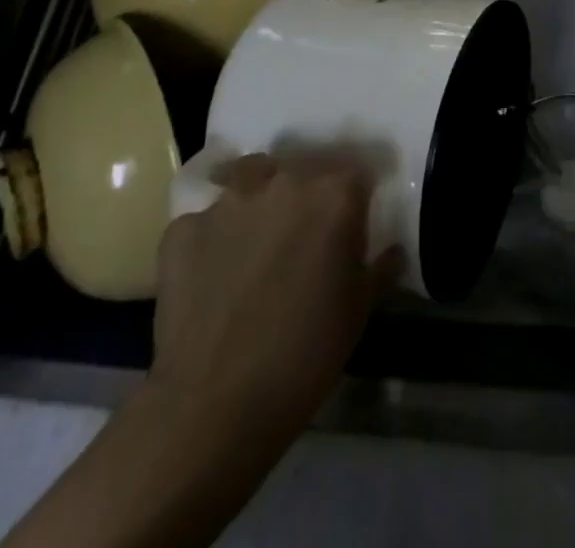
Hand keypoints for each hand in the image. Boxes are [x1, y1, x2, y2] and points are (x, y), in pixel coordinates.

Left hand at [150, 153, 394, 446]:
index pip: (357, 172)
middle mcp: (284, 180)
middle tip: (305, 233)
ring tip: (257, 241)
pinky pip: (205, 220)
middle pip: (303, 167)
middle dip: (308, 193)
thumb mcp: (359, 310)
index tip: (353, 222)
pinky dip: (213, 238)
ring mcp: (229, 201)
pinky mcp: (183, 228)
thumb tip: (391, 250)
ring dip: (259, 201)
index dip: (357, 197)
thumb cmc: (305, 355)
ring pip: (251, 179)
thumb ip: (378, 266)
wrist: (213, 408)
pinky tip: (213, 274)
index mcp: (335, 193)